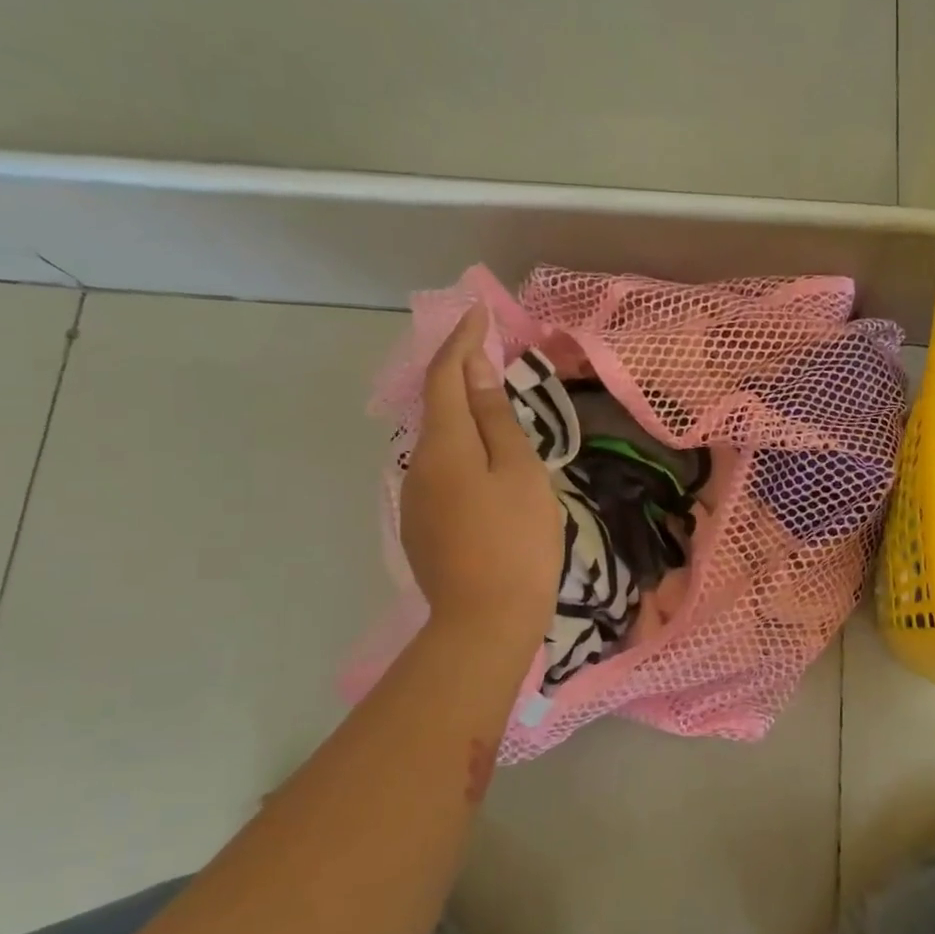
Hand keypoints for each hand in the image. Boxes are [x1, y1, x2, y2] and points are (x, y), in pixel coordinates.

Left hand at [400, 305, 563, 644]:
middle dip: (461, 375)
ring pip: (441, 443)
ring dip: (465, 418)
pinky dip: (464, 454)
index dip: (461, 340)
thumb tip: (474, 370)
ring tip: (499, 413)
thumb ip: (495, 419)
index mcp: (444, 444)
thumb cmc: (517, 540)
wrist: (486, 622)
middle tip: (493, 357)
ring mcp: (416, 499)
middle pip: (438, 407)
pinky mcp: (423, 526)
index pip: (446, 375)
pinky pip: (443, 473)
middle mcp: (418, 464)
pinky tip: (488, 471)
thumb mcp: (519, 472)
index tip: (478, 311)